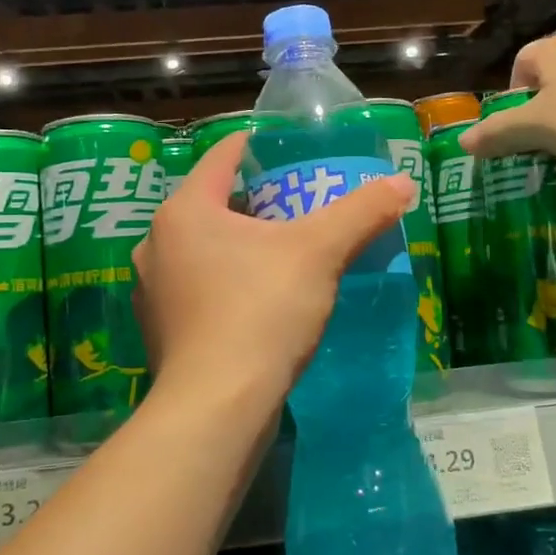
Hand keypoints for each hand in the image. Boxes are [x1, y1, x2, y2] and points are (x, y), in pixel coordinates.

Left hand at [131, 132, 414, 423]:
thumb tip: (403, 183)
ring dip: (238, 246)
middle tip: (297, 205)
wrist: (216, 407)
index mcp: (185, 211)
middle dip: (253, 201)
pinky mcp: (160, 332)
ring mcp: (152, 291)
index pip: (221, 158)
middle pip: (211, 205)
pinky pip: (197, 289)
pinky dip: (225, 284)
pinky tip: (257, 300)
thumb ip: (360, 213)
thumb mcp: (319, 254)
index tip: (285, 148)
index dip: (254, 147)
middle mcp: (157, 244)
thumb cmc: (260, 312)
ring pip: (202, 250)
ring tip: (281, 252)